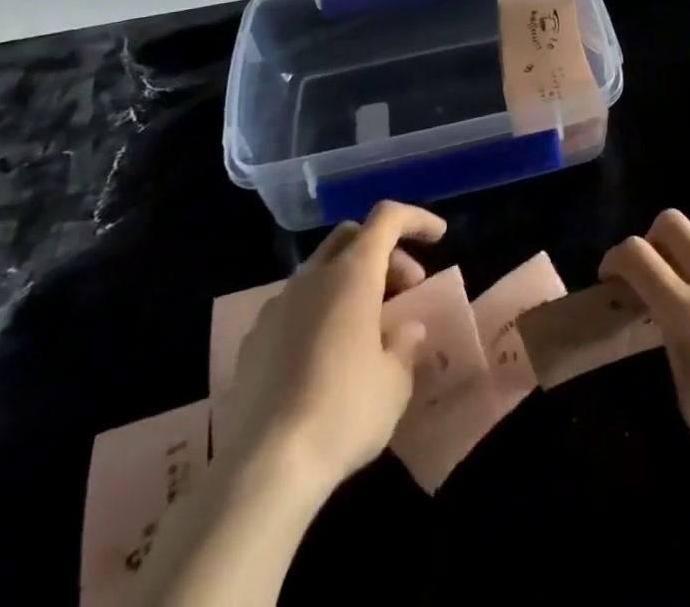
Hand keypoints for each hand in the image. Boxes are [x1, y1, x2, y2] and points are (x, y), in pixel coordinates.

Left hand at [215, 201, 445, 492]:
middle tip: (406, 289)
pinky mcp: (251, 343)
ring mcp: (276, 308)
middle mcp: (311, 278)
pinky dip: (320, 312)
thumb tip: (405, 329)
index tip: (439, 237)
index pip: (387, 218)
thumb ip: (404, 344)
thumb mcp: (395, 382)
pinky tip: (326, 357)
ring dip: (350, 283)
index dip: (416, 219)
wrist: (262, 471)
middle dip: (383, 252)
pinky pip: (294, 307)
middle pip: (351, 238)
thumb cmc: (344, 412)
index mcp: (352, 274)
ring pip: (320, 271)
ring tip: (368, 327)